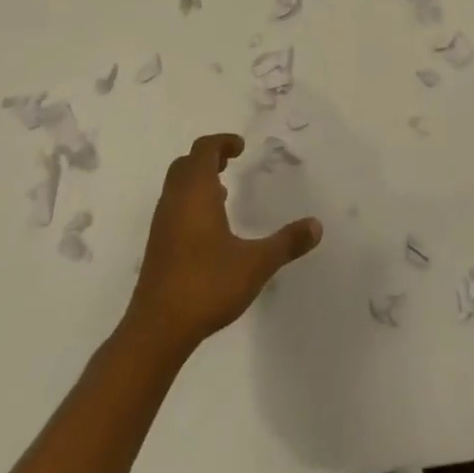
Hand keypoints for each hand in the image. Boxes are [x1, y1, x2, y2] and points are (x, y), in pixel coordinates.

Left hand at [126, 133, 320, 354]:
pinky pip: (172, 207)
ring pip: (176, 186)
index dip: (222, 142)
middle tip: (230, 163)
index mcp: (196, 193)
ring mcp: (161, 224)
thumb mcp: (255, 264)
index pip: (204, 149)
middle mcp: (175, 201)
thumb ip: (286, 243)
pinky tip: (208, 228)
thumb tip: (317, 225)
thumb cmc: (206, 285)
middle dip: (208, 157)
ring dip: (197, 180)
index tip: (241, 148)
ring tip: (223, 192)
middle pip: (186, 163)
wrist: (156, 330)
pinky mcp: (156, 246)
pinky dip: (189, 202)